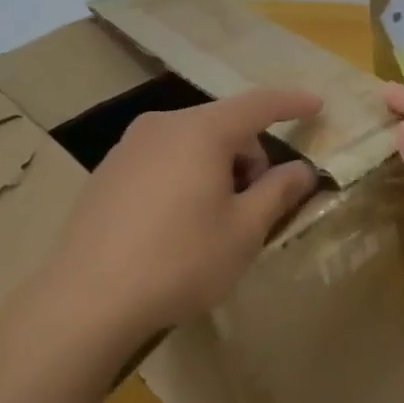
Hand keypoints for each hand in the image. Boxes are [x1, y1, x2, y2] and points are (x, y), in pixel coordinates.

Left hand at [32, 88, 321, 365]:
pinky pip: (162, 159)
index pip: (258, 104)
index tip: (317, 105)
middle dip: (249, 156)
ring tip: (214, 220)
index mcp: (201, 131)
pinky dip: (184, 176)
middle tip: (255, 206)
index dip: (291, 103)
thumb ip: (278, 192)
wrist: (87, 299)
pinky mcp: (107, 171)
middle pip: (222, 126)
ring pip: (191, 143)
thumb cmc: (179, 260)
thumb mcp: (243, 231)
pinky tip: (175, 225)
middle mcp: (163, 125)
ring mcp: (129, 146)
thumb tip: (302, 170)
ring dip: (216, 168)